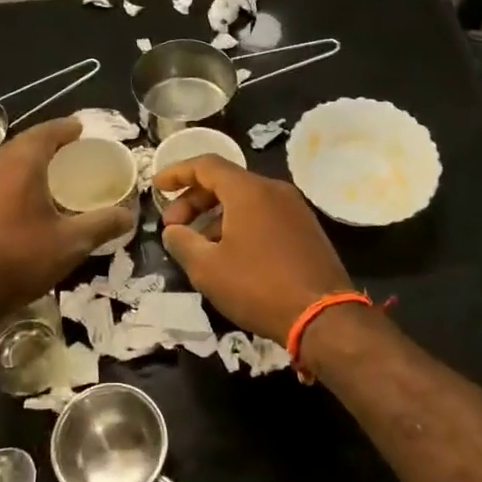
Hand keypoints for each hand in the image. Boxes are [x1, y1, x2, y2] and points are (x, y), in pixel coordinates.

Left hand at [0, 117, 135, 321]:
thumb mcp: (71, 244)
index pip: (45, 133)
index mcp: (21, 164)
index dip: (64, 128)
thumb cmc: (20, 258)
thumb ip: (102, 225)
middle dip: (47, 140)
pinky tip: (25, 195)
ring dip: (29, 158)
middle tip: (70, 146)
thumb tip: (129, 215)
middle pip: (24, 142)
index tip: (80, 128)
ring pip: (7, 159)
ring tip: (51, 168)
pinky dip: (15, 175)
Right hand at [156, 155, 353, 343]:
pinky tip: (229, 253)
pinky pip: (264, 215)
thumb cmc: (258, 286)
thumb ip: (182, 242)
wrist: (323, 316)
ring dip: (216, 216)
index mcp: (249, 190)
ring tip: (197, 245)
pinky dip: (239, 224)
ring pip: (245, 200)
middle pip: (226, 182)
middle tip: (174, 226)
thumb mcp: (208, 268)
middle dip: (194, 200)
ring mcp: (295, 208)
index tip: (157, 186)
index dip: (177, 172)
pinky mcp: (306, 229)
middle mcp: (274, 190)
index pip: (206, 165)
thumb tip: (173, 230)